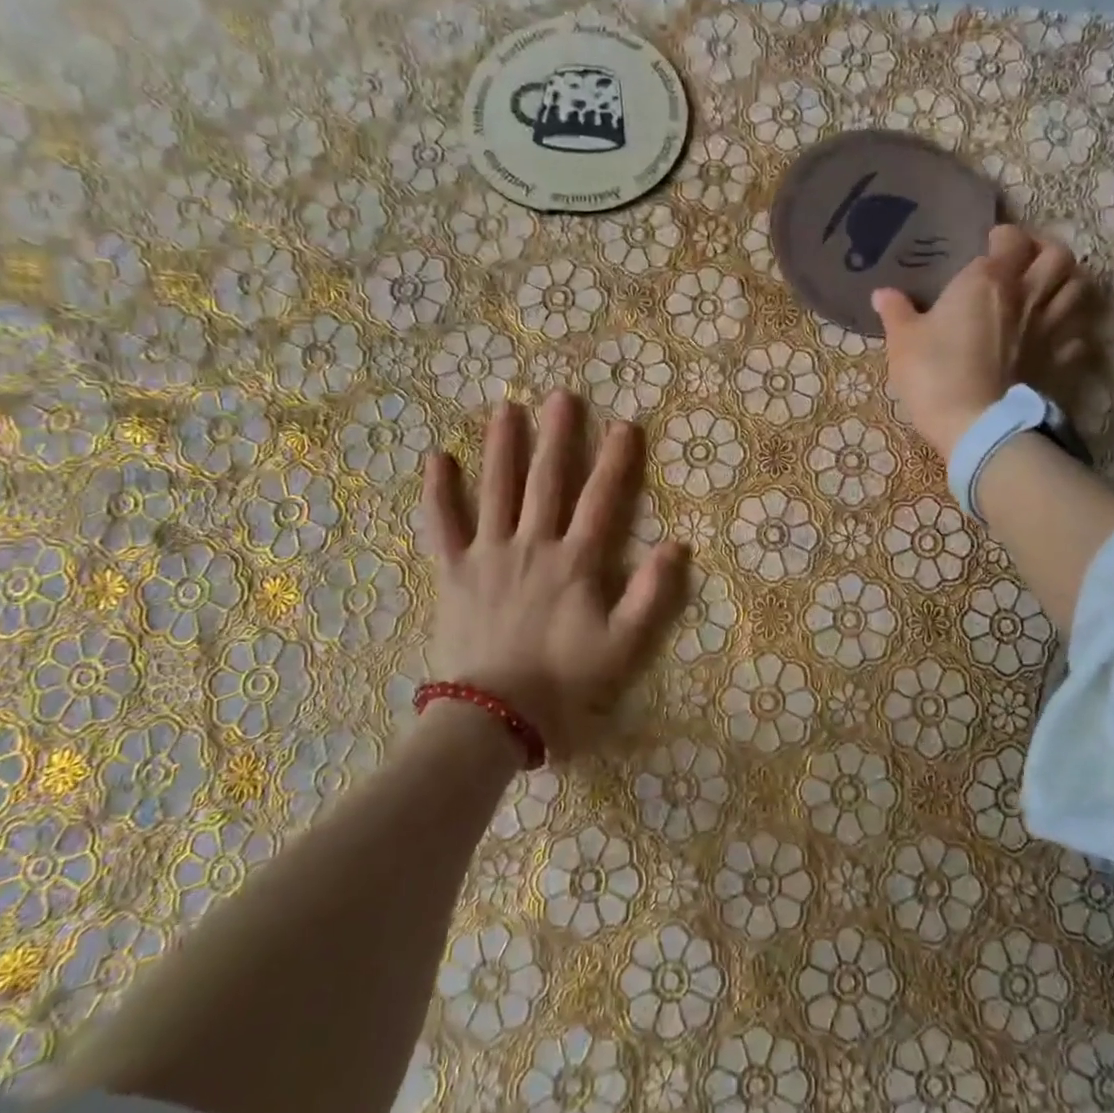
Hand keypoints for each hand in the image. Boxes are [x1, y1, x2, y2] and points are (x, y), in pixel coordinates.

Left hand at [418, 392, 688, 758]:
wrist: (493, 717)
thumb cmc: (563, 683)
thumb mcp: (622, 646)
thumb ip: (651, 595)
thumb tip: (677, 545)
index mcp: (575, 562)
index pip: (601, 499)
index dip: (616, 460)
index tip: (625, 423)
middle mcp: (532, 545)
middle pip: (547, 481)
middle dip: (558, 436)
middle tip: (561, 396)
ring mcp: (487, 555)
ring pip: (496, 490)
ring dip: (502, 447)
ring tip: (507, 408)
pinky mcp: (452, 572)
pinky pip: (440, 525)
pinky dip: (437, 492)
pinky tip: (436, 458)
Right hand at [872, 224, 1090, 457]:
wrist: (976, 424)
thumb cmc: (934, 374)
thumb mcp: (903, 342)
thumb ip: (896, 313)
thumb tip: (882, 293)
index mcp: (988, 280)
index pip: (1010, 240)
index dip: (1003, 236)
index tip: (991, 243)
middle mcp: (1027, 295)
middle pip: (1058, 256)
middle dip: (1046, 250)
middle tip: (1028, 260)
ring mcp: (1050, 328)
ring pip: (1078, 288)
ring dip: (1067, 283)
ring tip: (1049, 290)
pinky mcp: (1061, 361)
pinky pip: (1080, 335)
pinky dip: (1073, 330)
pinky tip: (1058, 336)